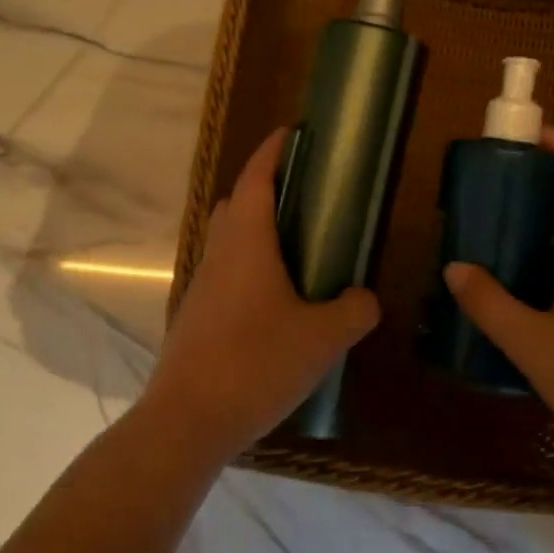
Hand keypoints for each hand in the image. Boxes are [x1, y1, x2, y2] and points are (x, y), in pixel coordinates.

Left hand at [136, 128, 379, 463]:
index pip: (257, 178)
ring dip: (255, 231)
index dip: (273, 151)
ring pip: (228, 240)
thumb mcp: (322, 338)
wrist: (188, 419)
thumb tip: (366, 298)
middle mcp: (219, 253)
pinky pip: (224, 273)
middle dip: (265, 189)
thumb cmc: (256, 363)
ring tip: (296, 251)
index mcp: (247, 242)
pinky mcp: (195, 315)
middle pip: (237, 204)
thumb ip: (353, 310)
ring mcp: (202, 285)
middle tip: (305, 198)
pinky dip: (247, 268)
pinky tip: (274, 301)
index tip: (292, 133)